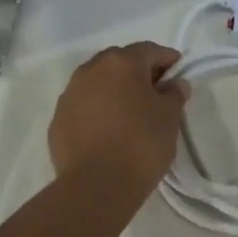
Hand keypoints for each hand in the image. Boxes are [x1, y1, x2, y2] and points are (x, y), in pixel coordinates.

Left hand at [48, 43, 188, 202]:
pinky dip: (98, 110)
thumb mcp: (169, 118)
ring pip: (98, 83)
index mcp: (121, 63)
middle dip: (138, 72)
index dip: (167, 59)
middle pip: (119, 62)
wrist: (97, 185)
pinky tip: (109, 130)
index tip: (179, 73)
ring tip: (130, 112)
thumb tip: (175, 84)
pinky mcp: (58, 120)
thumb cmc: (141, 144)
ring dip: (115, 90)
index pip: (149, 50)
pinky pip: (84, 106)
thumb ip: (174, 95)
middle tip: (156, 92)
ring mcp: (69, 94)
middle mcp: (90, 70)